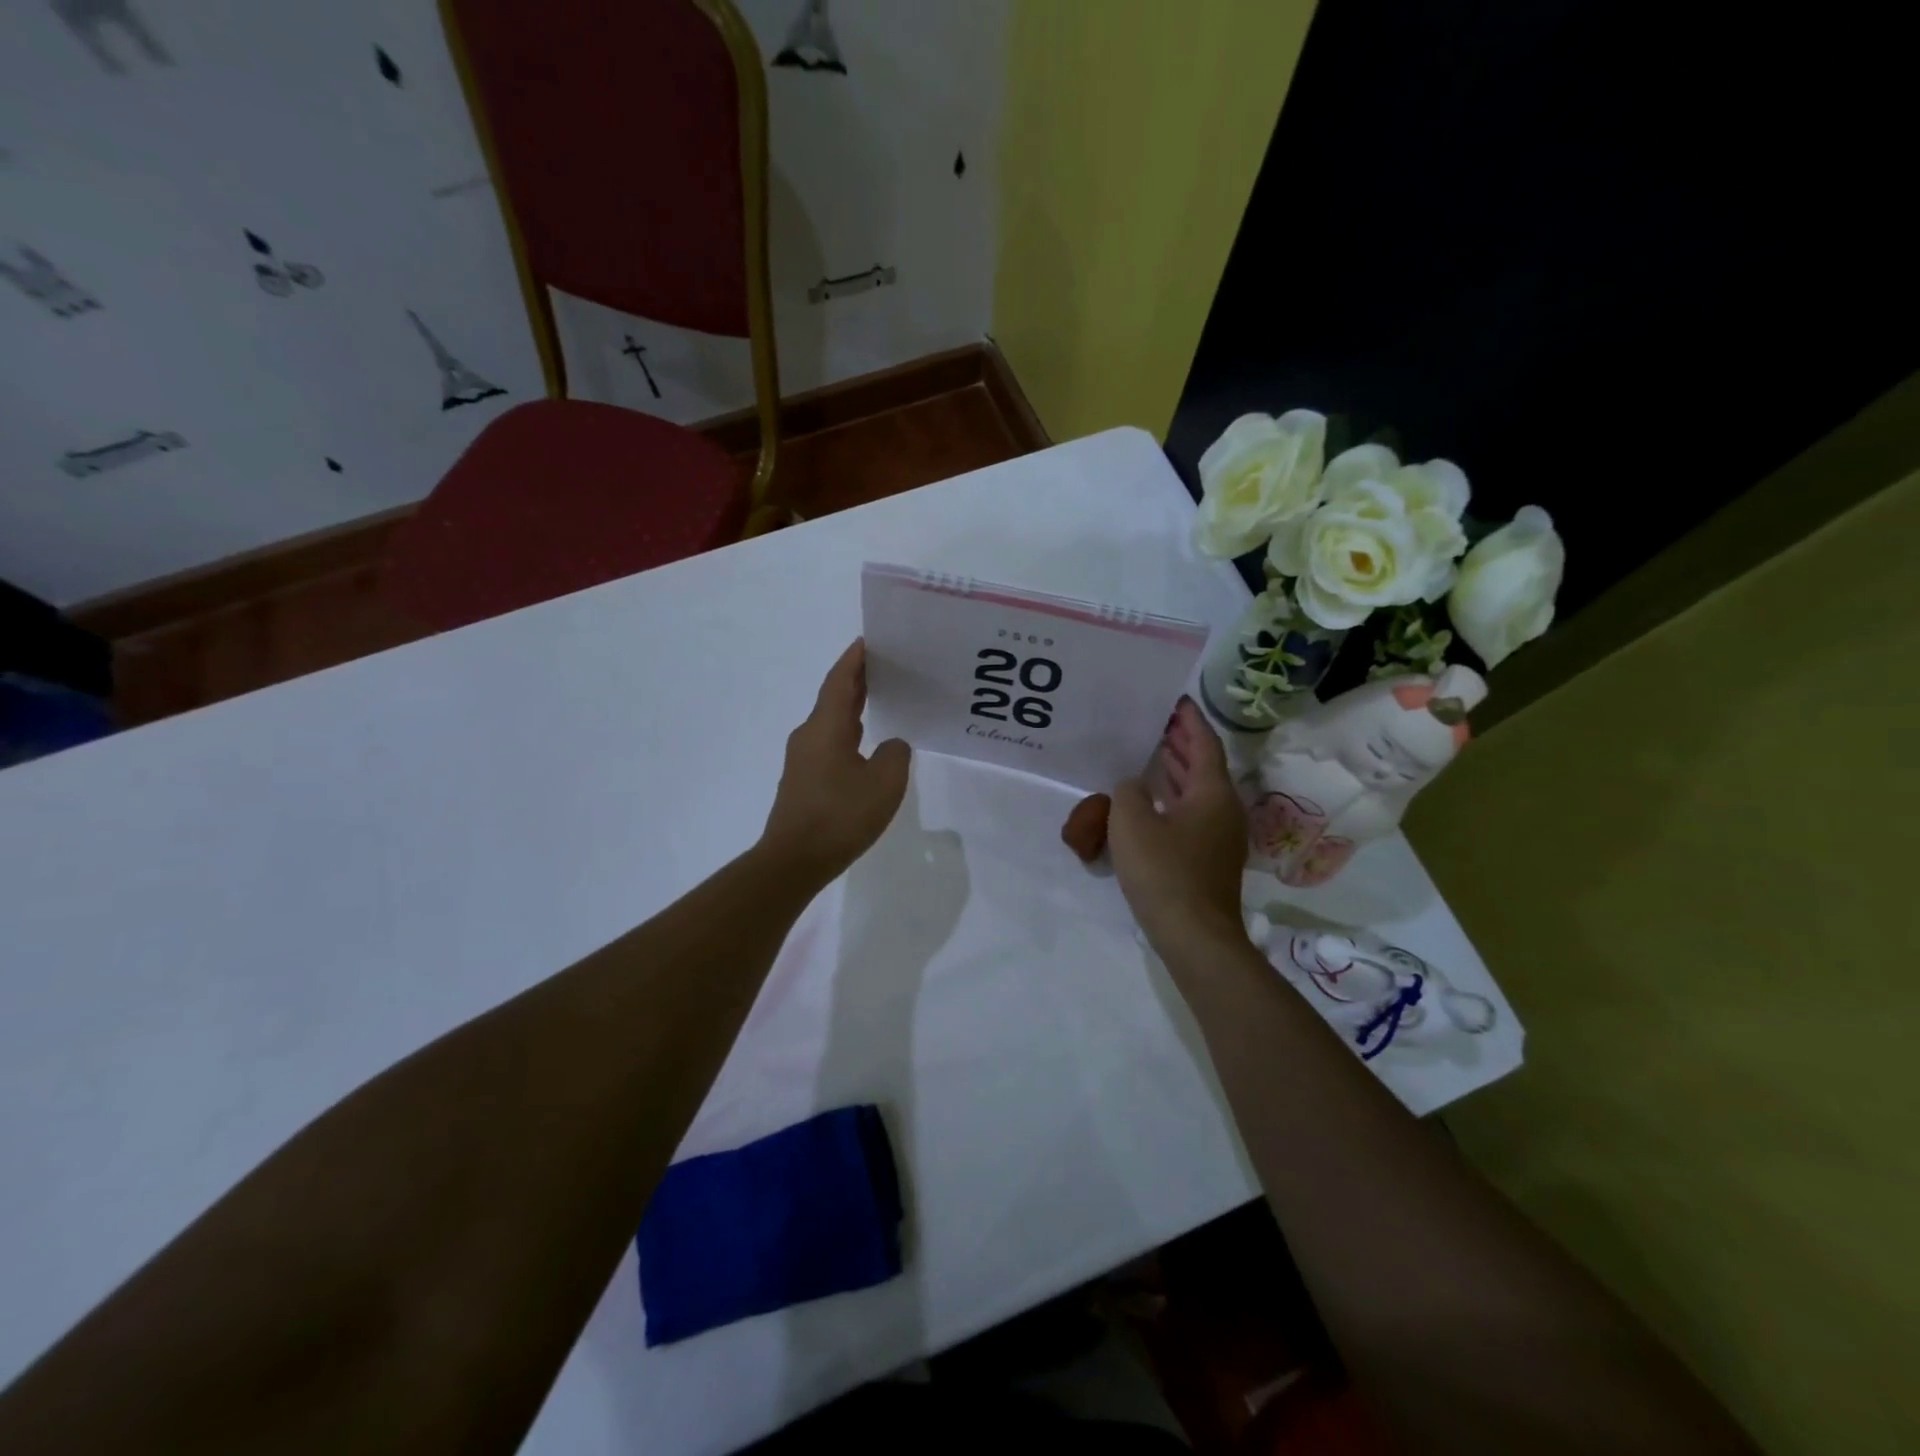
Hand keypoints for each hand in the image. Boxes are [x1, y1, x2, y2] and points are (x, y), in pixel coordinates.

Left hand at [760, 640, 910, 886]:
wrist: (794, 860)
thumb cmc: (840, 816)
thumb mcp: (885, 783)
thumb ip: (895, 754)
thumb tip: (891, 746)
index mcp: (826, 727)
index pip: (840, 681)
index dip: (854, 659)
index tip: (869, 640)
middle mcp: (810, 736)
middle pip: (834, 697)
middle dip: (857, 679)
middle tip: (886, 666)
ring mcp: (803, 759)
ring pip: (831, 722)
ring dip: (853, 707)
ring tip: (881, 699)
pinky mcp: (804, 780)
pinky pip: (829, 744)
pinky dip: (849, 733)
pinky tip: (866, 745)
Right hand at [1110, 697, 1248, 957]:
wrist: (1194, 936)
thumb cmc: (1164, 872)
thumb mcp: (1132, 824)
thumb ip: (1128, 792)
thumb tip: (1133, 786)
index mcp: (1212, 793)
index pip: (1204, 744)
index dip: (1190, 720)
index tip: (1175, 699)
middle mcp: (1223, 809)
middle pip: (1204, 766)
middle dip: (1182, 743)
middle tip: (1157, 721)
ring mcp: (1218, 836)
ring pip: (1197, 791)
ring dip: (1177, 770)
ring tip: (1152, 751)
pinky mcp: (1207, 857)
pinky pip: (1191, 813)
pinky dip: (1173, 797)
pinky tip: (1151, 799)